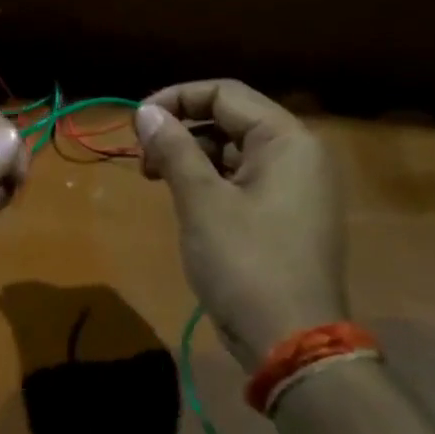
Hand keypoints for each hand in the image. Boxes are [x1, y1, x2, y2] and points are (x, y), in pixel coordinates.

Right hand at [134, 80, 347, 364]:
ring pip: (233, 151)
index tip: (136, 123)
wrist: (290, 339)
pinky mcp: (285, 215)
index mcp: (287, 140)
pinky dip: (208, 180)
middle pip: (230, 119)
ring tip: (155, 179)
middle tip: (143, 159)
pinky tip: (182, 199)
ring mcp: (295, 187)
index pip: (225, 94)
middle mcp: (298, 155)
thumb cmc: (245, 262)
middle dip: (181, 130)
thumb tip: (146, 112)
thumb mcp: (201, 201)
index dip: (175, 99)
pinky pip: (242, 180)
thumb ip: (174, 148)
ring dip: (190, 156)